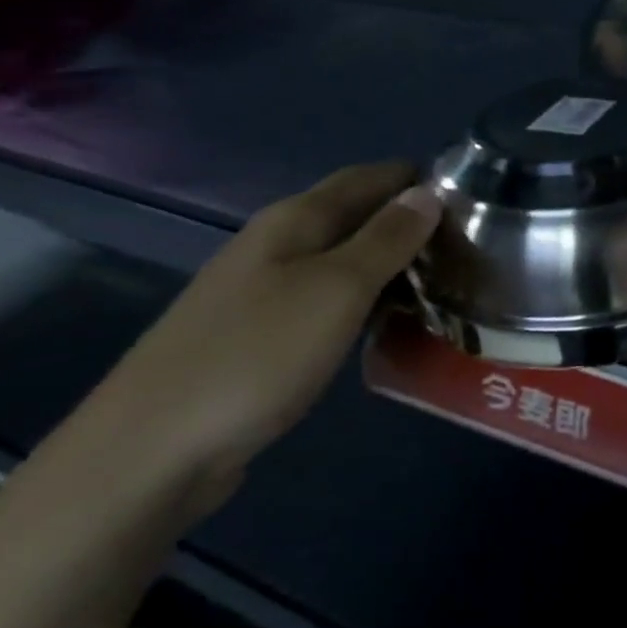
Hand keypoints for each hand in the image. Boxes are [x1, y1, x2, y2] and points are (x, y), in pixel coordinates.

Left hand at [77, 163, 439, 511]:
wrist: (154, 449)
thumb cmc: (257, 355)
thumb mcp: (337, 289)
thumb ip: (386, 239)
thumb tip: (428, 192)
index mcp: (293, 221)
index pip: (367, 178)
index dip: (417, 180)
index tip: (472, 199)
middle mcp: (275, 245)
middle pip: (354, 217)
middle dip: (409, 224)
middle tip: (468, 248)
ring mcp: (262, 292)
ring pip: (342, 261)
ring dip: (390, 266)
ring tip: (444, 284)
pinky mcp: (260, 336)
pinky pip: (327, 301)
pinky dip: (365, 301)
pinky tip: (389, 324)